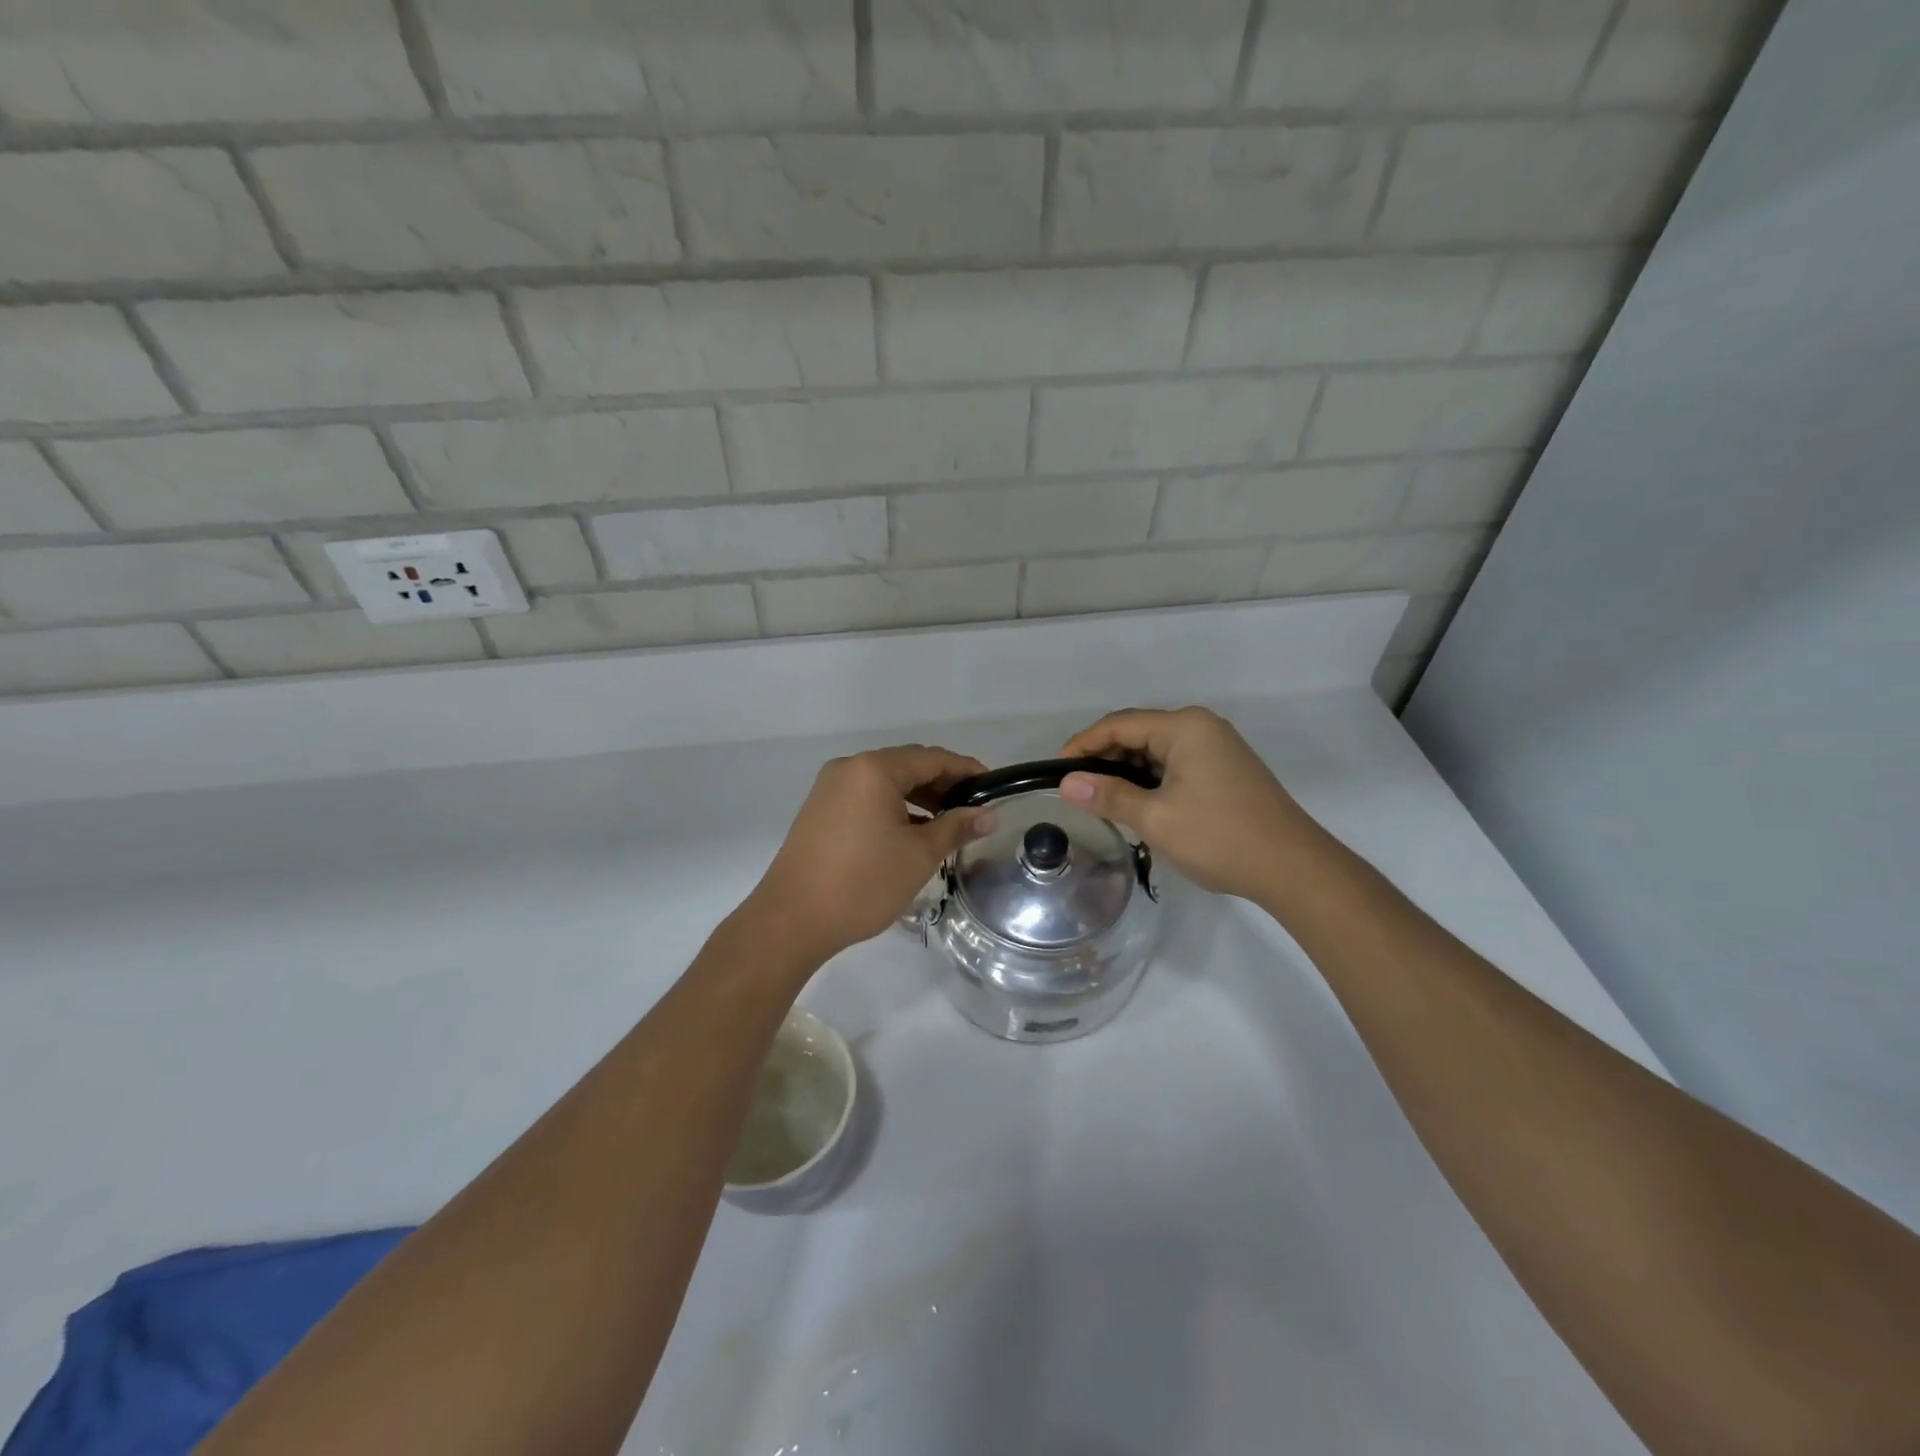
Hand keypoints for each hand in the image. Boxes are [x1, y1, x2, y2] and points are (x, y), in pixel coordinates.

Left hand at [748, 745, 996, 963]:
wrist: (792, 920)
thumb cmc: (863, 883)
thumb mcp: (918, 855)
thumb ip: (956, 828)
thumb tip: (988, 815)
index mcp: (874, 769)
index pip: (932, 758)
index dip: (967, 771)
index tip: (993, 789)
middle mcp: (850, 768)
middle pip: (907, 765)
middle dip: (943, 784)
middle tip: (973, 809)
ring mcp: (830, 788)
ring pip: (886, 782)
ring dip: (918, 797)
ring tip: (947, 824)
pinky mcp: (820, 810)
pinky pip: (866, 797)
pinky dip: (893, 808)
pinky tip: (911, 833)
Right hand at [1057, 707, 1323, 901]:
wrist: (1293, 868)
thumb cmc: (1220, 837)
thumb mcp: (1156, 818)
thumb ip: (1108, 796)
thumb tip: (1066, 783)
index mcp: (1184, 727)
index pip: (1118, 724)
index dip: (1082, 745)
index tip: (1055, 771)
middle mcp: (1201, 727)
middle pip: (1137, 732)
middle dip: (1104, 758)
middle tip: (1077, 790)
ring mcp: (1217, 747)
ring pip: (1155, 750)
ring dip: (1127, 771)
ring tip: (1102, 801)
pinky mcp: (1225, 769)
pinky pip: (1175, 764)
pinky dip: (1150, 780)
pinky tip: (1138, 804)